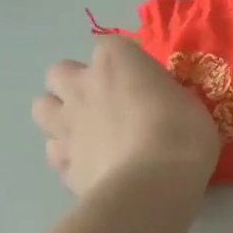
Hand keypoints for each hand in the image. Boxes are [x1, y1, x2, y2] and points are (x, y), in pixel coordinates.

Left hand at [32, 35, 219, 197]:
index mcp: (116, 61)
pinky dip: (70, 157)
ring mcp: (66, 125)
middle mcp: (82, 86)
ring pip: (42, 108)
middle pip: (60, 72)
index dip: (125, 64)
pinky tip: (93, 166)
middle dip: (77, 84)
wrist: (151, 186)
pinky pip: (57, 153)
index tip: (144, 82)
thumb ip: (165, 96)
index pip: (111, 46)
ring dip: (61, 116)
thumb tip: (160, 103)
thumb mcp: (190, 104)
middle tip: (106, 103)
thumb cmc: (182, 135)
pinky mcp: (63, 164)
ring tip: (89, 132)